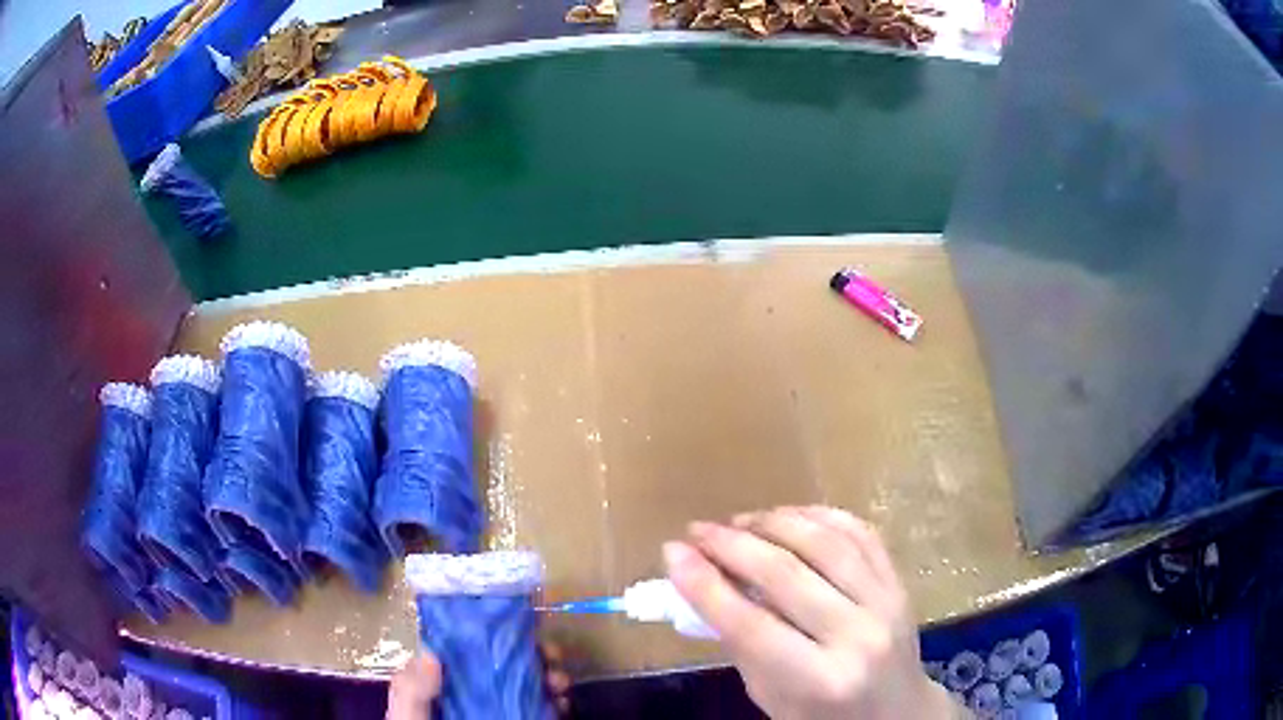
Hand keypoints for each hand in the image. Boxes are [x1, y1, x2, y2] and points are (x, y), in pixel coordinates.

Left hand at [385, 643, 572, 719]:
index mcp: (446, 681)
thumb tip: (432, 653)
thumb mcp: (408, 713)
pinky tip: (564, 703)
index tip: (518, 630)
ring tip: (560, 683)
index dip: (494, 637)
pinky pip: (543, 710)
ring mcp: (498, 710)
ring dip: (550, 678)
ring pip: (531, 686)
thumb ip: (413, 689)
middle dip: (534, 657)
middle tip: (551, 657)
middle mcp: (476, 692)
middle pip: (508, 666)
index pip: (470, 651)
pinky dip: (557, 703)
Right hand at [664, 506, 958, 719]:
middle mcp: (857, 638)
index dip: (705, 585)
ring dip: (775, 521)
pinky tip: (789, 516)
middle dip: (732, 545)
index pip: (750, 625)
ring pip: (826, 543)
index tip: (672, 552)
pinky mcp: (900, 583)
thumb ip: (741, 643)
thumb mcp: (770, 696)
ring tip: (740, 520)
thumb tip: (701, 581)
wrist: (897, 712)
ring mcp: (887, 604)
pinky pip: (860, 533)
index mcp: (818, 681)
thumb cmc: (821, 716)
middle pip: (786, 575)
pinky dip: (820, 515)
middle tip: (698, 530)